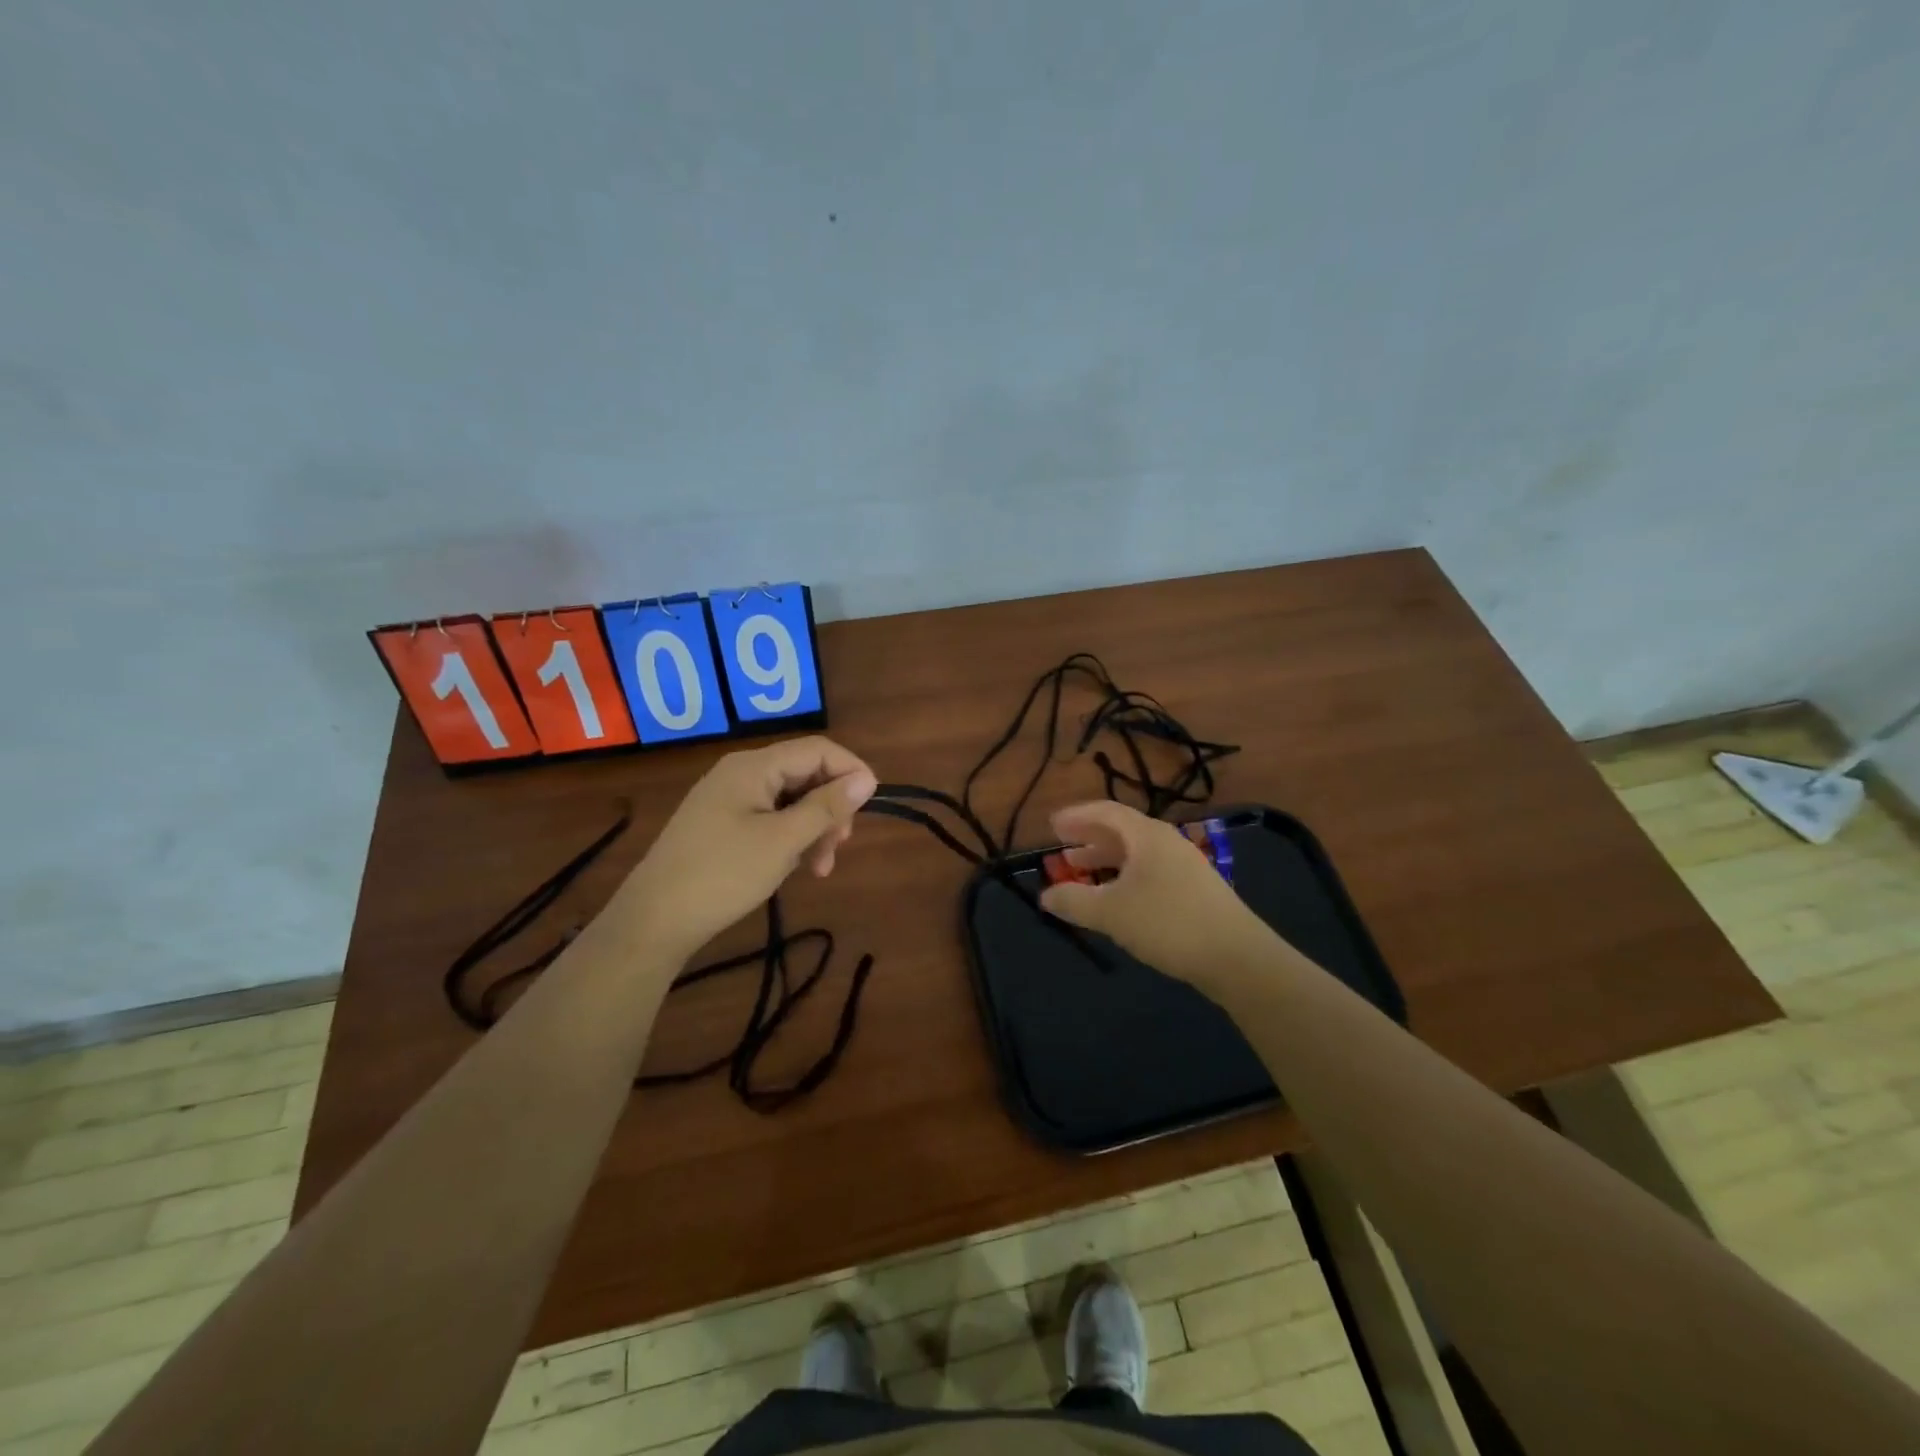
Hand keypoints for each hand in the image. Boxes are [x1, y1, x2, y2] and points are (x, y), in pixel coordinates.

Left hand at [620, 736, 877, 960]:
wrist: (654, 920)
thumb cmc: (723, 874)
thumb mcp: (783, 841)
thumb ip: (827, 807)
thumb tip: (867, 779)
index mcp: (754, 766)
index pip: (817, 749)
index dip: (850, 771)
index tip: (871, 806)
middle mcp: (741, 773)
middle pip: (805, 774)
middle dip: (830, 808)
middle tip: (840, 847)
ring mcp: (728, 799)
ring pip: (790, 800)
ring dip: (813, 828)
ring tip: (819, 869)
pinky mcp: (722, 825)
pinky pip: (770, 818)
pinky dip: (790, 838)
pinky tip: (796, 867)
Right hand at [1039, 801, 1271, 982]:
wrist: (1237, 957)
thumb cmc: (1168, 923)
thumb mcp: (1111, 912)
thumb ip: (1074, 901)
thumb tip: (1046, 896)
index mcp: (1147, 836)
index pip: (1107, 812)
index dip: (1077, 817)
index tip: (1052, 825)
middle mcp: (1167, 842)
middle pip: (1122, 830)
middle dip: (1090, 837)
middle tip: (1062, 845)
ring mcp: (1185, 866)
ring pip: (1137, 852)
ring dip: (1106, 858)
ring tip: (1082, 869)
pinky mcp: (1195, 890)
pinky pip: (1150, 870)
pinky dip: (1125, 875)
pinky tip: (1117, 897)